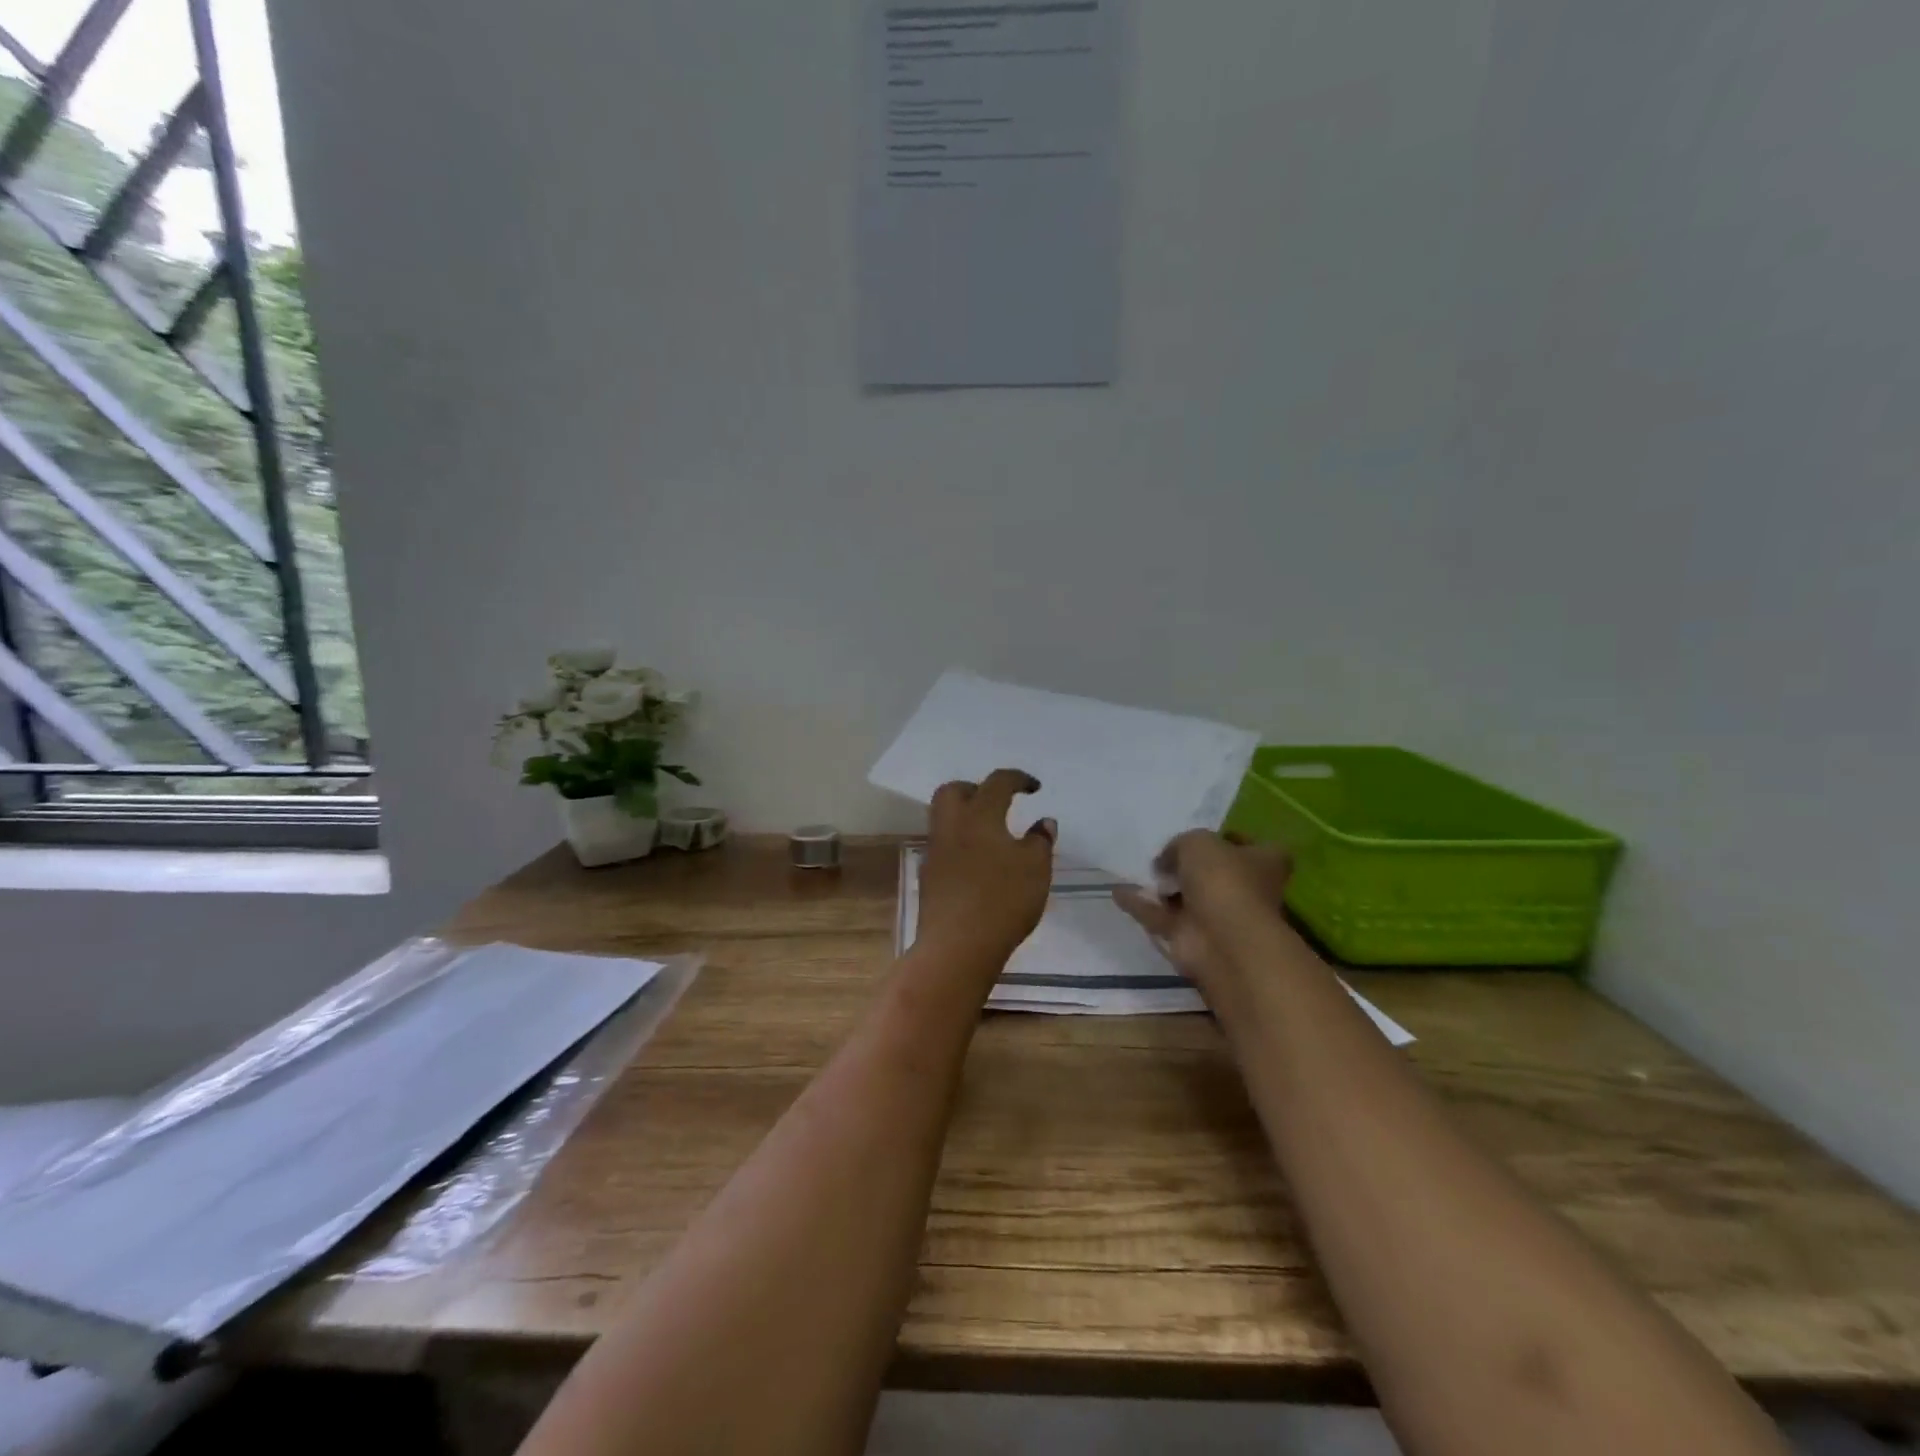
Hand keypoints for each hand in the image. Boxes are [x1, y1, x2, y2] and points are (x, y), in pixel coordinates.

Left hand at [917, 768, 1055, 966]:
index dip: (1017, 779)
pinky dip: (961, 844)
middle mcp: (951, 826)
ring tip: (992, 835)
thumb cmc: (1002, 900)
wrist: (957, 946)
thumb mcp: (1036, 869)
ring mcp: (935, 852)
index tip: (1034, 788)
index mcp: (979, 815)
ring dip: (966, 817)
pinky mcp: (929, 877)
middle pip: (954, 791)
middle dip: (976, 789)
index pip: (996, 782)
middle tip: (999, 803)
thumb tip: (1043, 823)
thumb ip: (1040, 841)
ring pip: (944, 818)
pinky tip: (979, 864)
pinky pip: (944, 846)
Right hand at [1112, 831, 1291, 997]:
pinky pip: (1161, 917)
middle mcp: (1244, 891)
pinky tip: (1117, 892)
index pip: (1251, 847)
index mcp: (1262, 864)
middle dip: (1188, 866)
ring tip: (1134, 870)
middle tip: (1161, 854)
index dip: (1229, 839)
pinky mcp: (1191, 939)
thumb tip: (1166, 861)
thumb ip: (1180, 844)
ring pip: (1185, 899)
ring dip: (1161, 888)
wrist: (1222, 940)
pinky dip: (1141, 906)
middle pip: (1215, 874)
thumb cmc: (1223, 880)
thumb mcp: (1198, 842)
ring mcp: (1217, 918)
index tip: (1202, 834)